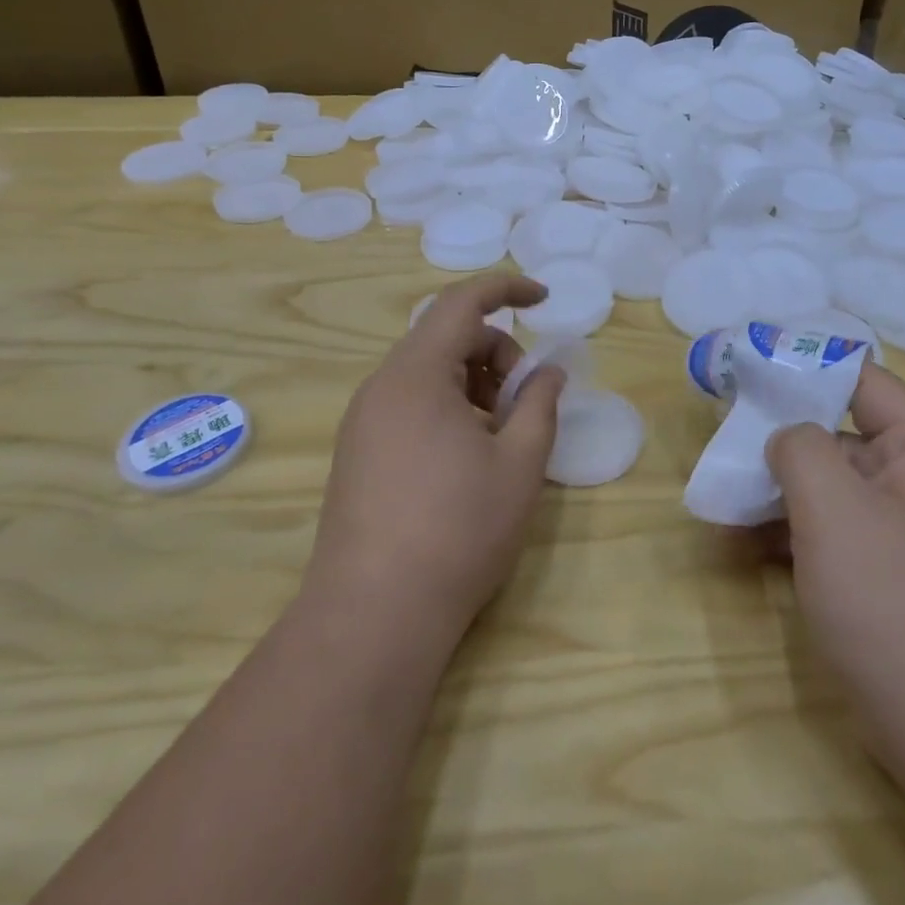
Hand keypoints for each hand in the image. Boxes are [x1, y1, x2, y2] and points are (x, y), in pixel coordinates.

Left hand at [305, 274, 565, 653]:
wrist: (373, 615)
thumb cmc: (457, 530)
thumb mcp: (519, 463)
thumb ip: (539, 404)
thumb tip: (547, 372)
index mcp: (416, 374)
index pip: (462, 302)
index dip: (507, 288)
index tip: (544, 299)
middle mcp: (381, 386)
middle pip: (446, 338)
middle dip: (496, 354)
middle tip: (525, 403)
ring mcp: (362, 421)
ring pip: (428, 373)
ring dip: (473, 385)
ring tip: (499, 437)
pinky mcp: (356, 453)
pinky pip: (409, 404)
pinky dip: (447, 409)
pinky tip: (467, 459)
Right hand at [764, 364, 904, 775]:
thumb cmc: (893, 602)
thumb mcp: (834, 508)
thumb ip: (800, 448)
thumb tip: (788, 439)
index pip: (864, 380)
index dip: (807, 367)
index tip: (750, 371)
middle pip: (842, 434)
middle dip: (782, 439)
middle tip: (726, 441)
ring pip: (832, 487)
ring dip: (778, 490)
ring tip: (723, 497)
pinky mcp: (889, 576)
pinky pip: (834, 532)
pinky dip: (791, 532)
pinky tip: (742, 545)